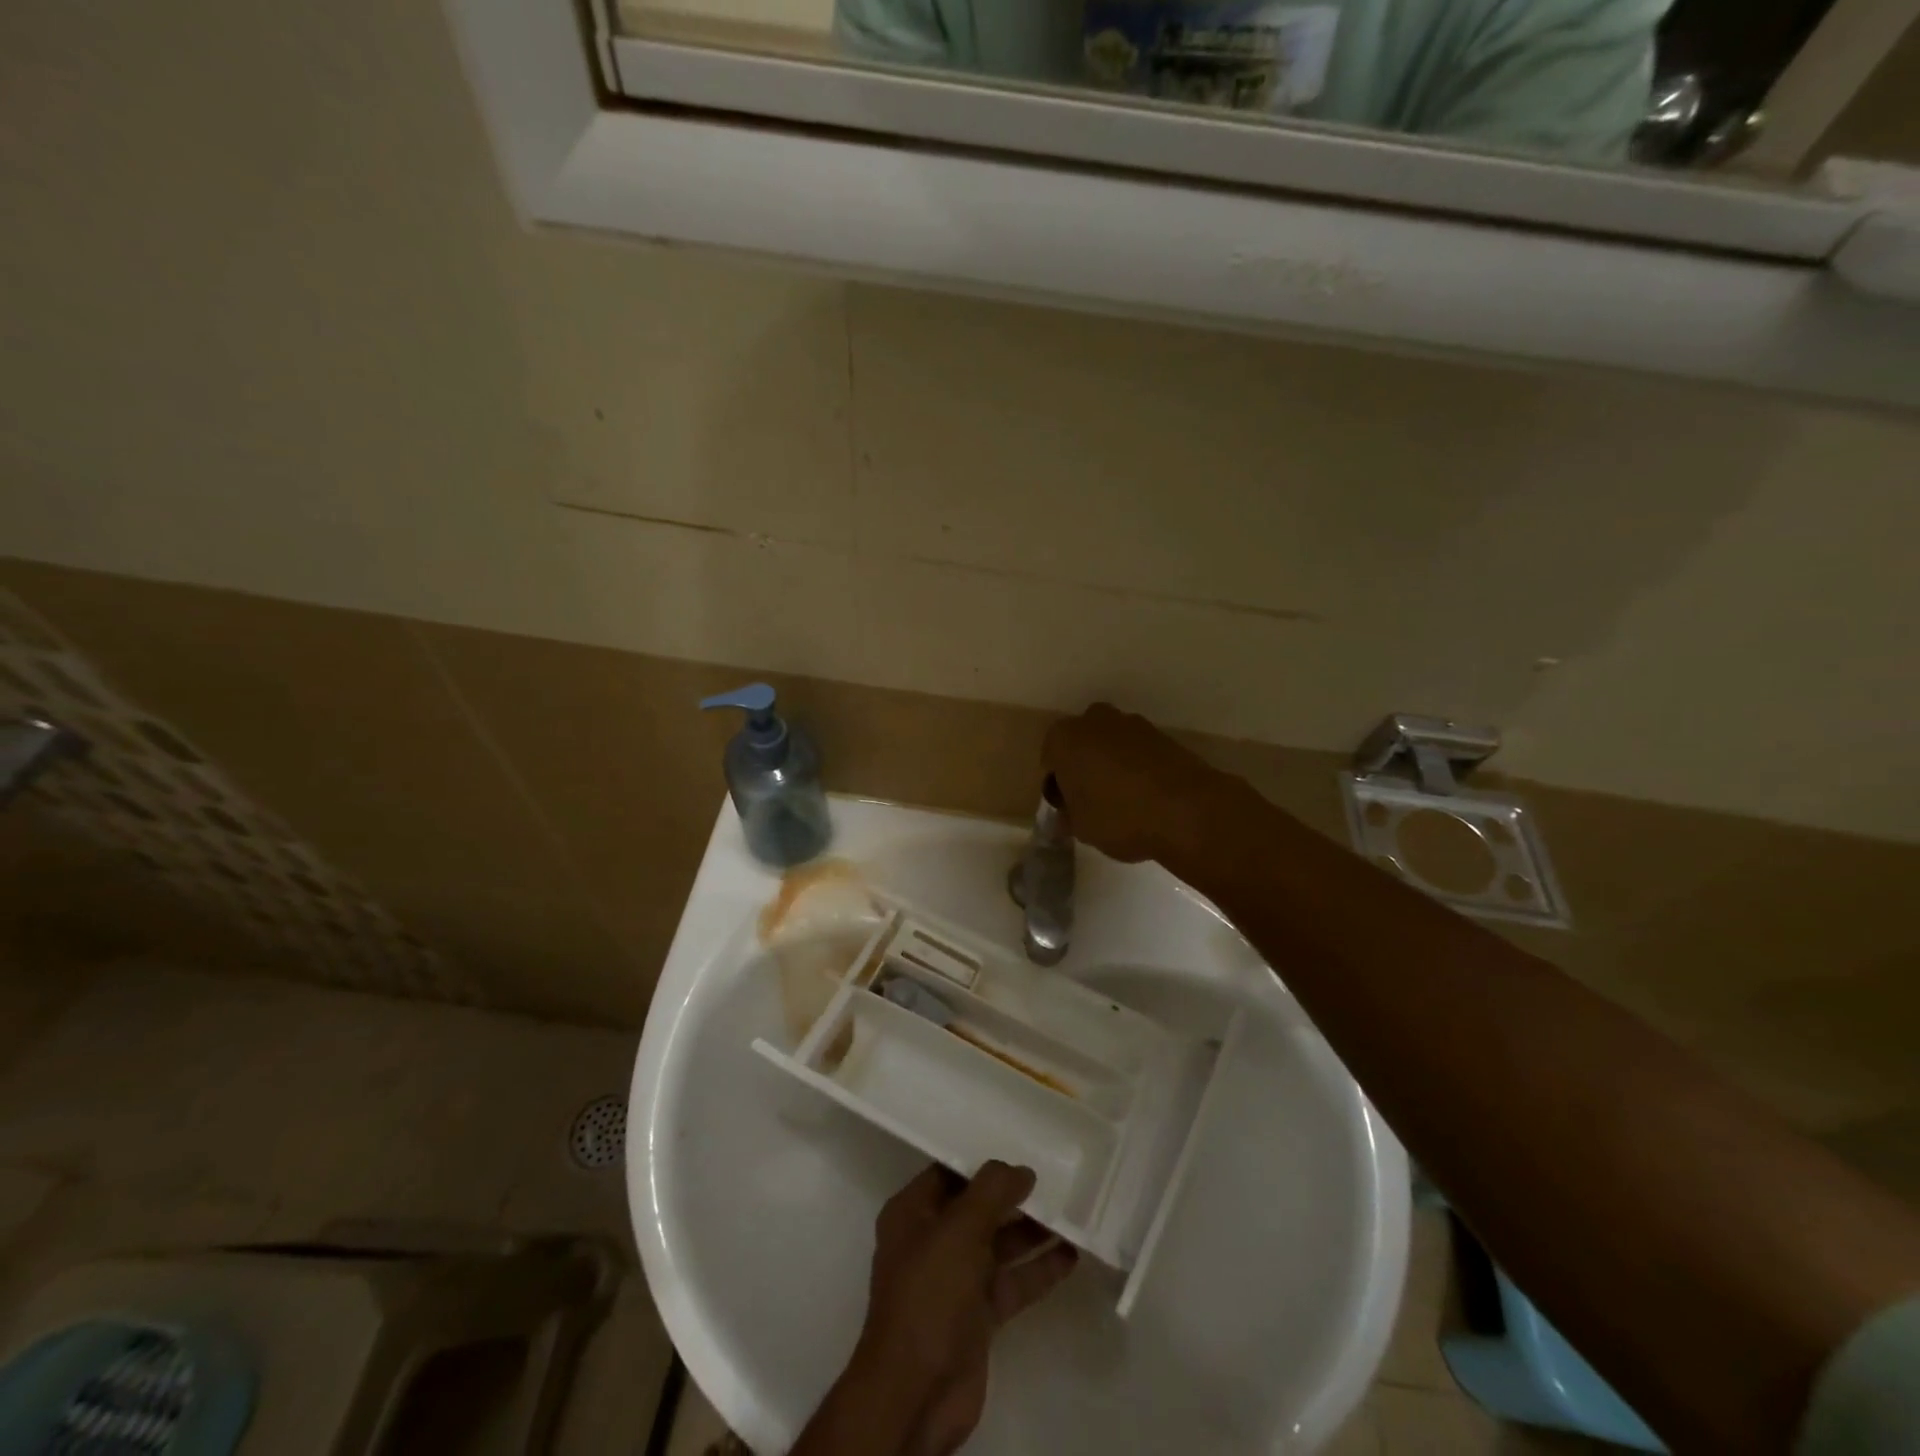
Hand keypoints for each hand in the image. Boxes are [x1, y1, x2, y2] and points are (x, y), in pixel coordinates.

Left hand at [854, 1163, 1076, 1451]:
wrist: (917, 1394)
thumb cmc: (930, 1294)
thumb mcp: (960, 1229)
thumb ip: (992, 1191)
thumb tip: (1021, 1169)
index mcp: (912, 1213)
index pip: (949, 1172)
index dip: (982, 1160)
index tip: (1019, 1146)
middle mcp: (932, 1241)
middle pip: (977, 1208)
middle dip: (1013, 1195)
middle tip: (1054, 1178)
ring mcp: (955, 1281)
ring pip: (998, 1245)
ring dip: (1031, 1232)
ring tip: (1070, 1212)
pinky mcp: (977, 1317)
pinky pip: (1011, 1283)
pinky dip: (1037, 1270)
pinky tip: (1070, 1255)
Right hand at [1043, 703, 1241, 867]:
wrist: (1187, 810)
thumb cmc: (1118, 817)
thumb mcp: (1081, 828)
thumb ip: (1068, 816)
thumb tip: (1068, 815)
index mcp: (1064, 738)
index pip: (1050, 761)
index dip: (1057, 786)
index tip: (1068, 808)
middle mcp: (1094, 720)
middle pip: (1081, 745)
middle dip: (1083, 767)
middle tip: (1092, 800)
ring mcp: (1132, 723)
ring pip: (1110, 745)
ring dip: (1111, 765)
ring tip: (1122, 801)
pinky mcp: (1162, 734)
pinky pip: (1138, 751)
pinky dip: (1137, 767)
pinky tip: (1145, 796)